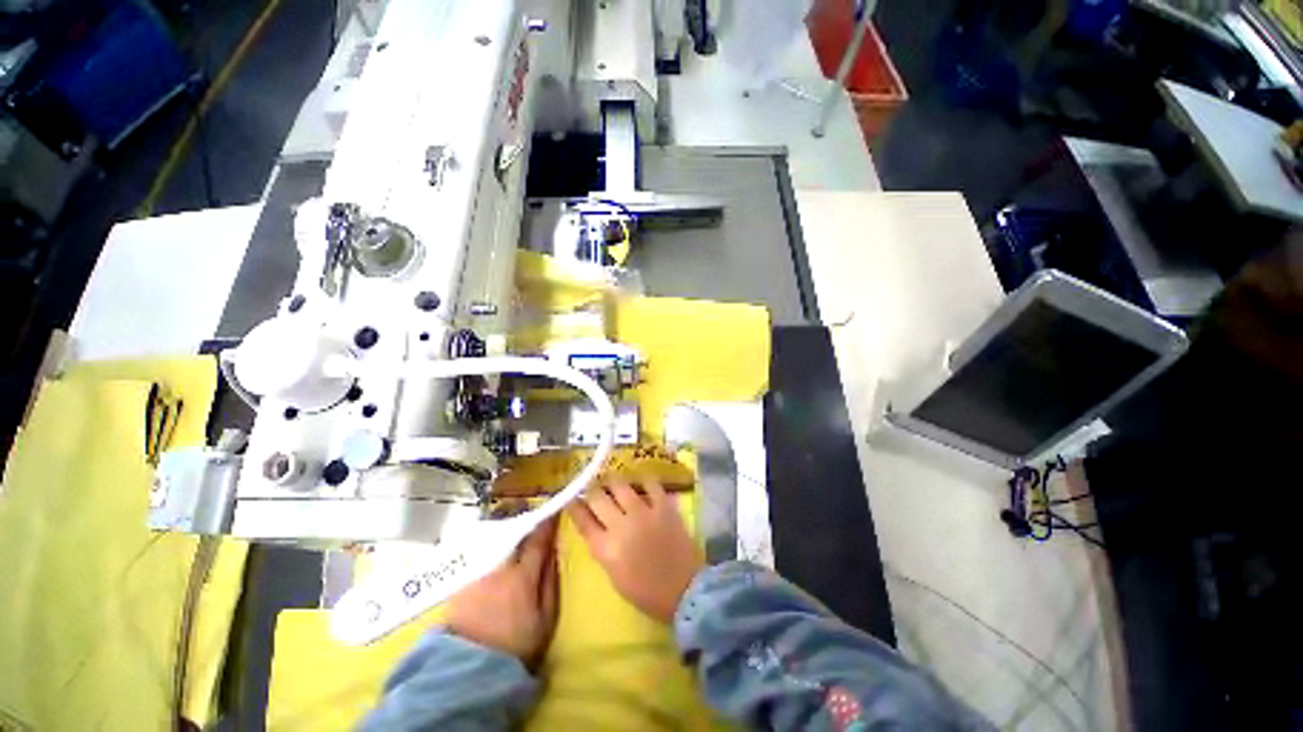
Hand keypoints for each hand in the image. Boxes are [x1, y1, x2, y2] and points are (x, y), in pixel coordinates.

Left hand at [444, 519, 558, 665]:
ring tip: (507, 518)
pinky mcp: (460, 579)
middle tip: (526, 505)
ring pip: (491, 537)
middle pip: (510, 531)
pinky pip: (476, 549)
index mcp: (523, 577)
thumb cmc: (515, 644)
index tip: (553, 510)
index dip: (546, 522)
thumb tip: (554, 550)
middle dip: (519, 515)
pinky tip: (488, 541)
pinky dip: (485, 540)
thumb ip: (551, 580)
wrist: (468, 670)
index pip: (537, 539)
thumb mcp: (545, 618)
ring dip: (501, 525)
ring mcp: (476, 571)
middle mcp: (498, 567)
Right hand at [568, 480, 703, 622]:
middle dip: (591, 490)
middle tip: (593, 487)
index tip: (572, 497)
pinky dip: (644, 480)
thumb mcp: (614, 575)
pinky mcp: (663, 506)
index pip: (582, 520)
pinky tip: (641, 481)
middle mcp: (621, 525)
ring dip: (613, 482)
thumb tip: (594, 525)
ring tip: (614, 481)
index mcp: (606, 548)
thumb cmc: (646, 592)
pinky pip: (651, 483)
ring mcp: (643, 513)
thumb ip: (602, 548)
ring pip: (620, 485)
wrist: (685, 591)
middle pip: (597, 497)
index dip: (574, 506)